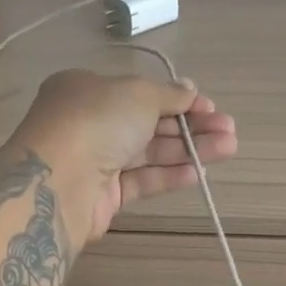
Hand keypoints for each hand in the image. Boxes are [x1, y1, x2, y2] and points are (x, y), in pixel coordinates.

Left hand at [10, 69, 236, 242]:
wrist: (57, 183)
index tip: (209, 106)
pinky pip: (142, 180)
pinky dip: (170, 175)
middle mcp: (90, 123)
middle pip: (148, 122)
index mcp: (87, 89)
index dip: (177, 98)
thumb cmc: (96, 121)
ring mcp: (96, 161)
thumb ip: (168, 94)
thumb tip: (190, 90)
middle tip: (228, 130)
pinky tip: (199, 172)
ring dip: (188, 149)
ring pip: (149, 153)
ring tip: (228, 148)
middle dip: (190, 125)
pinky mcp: (103, 196)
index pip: (139, 92)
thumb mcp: (137, 94)